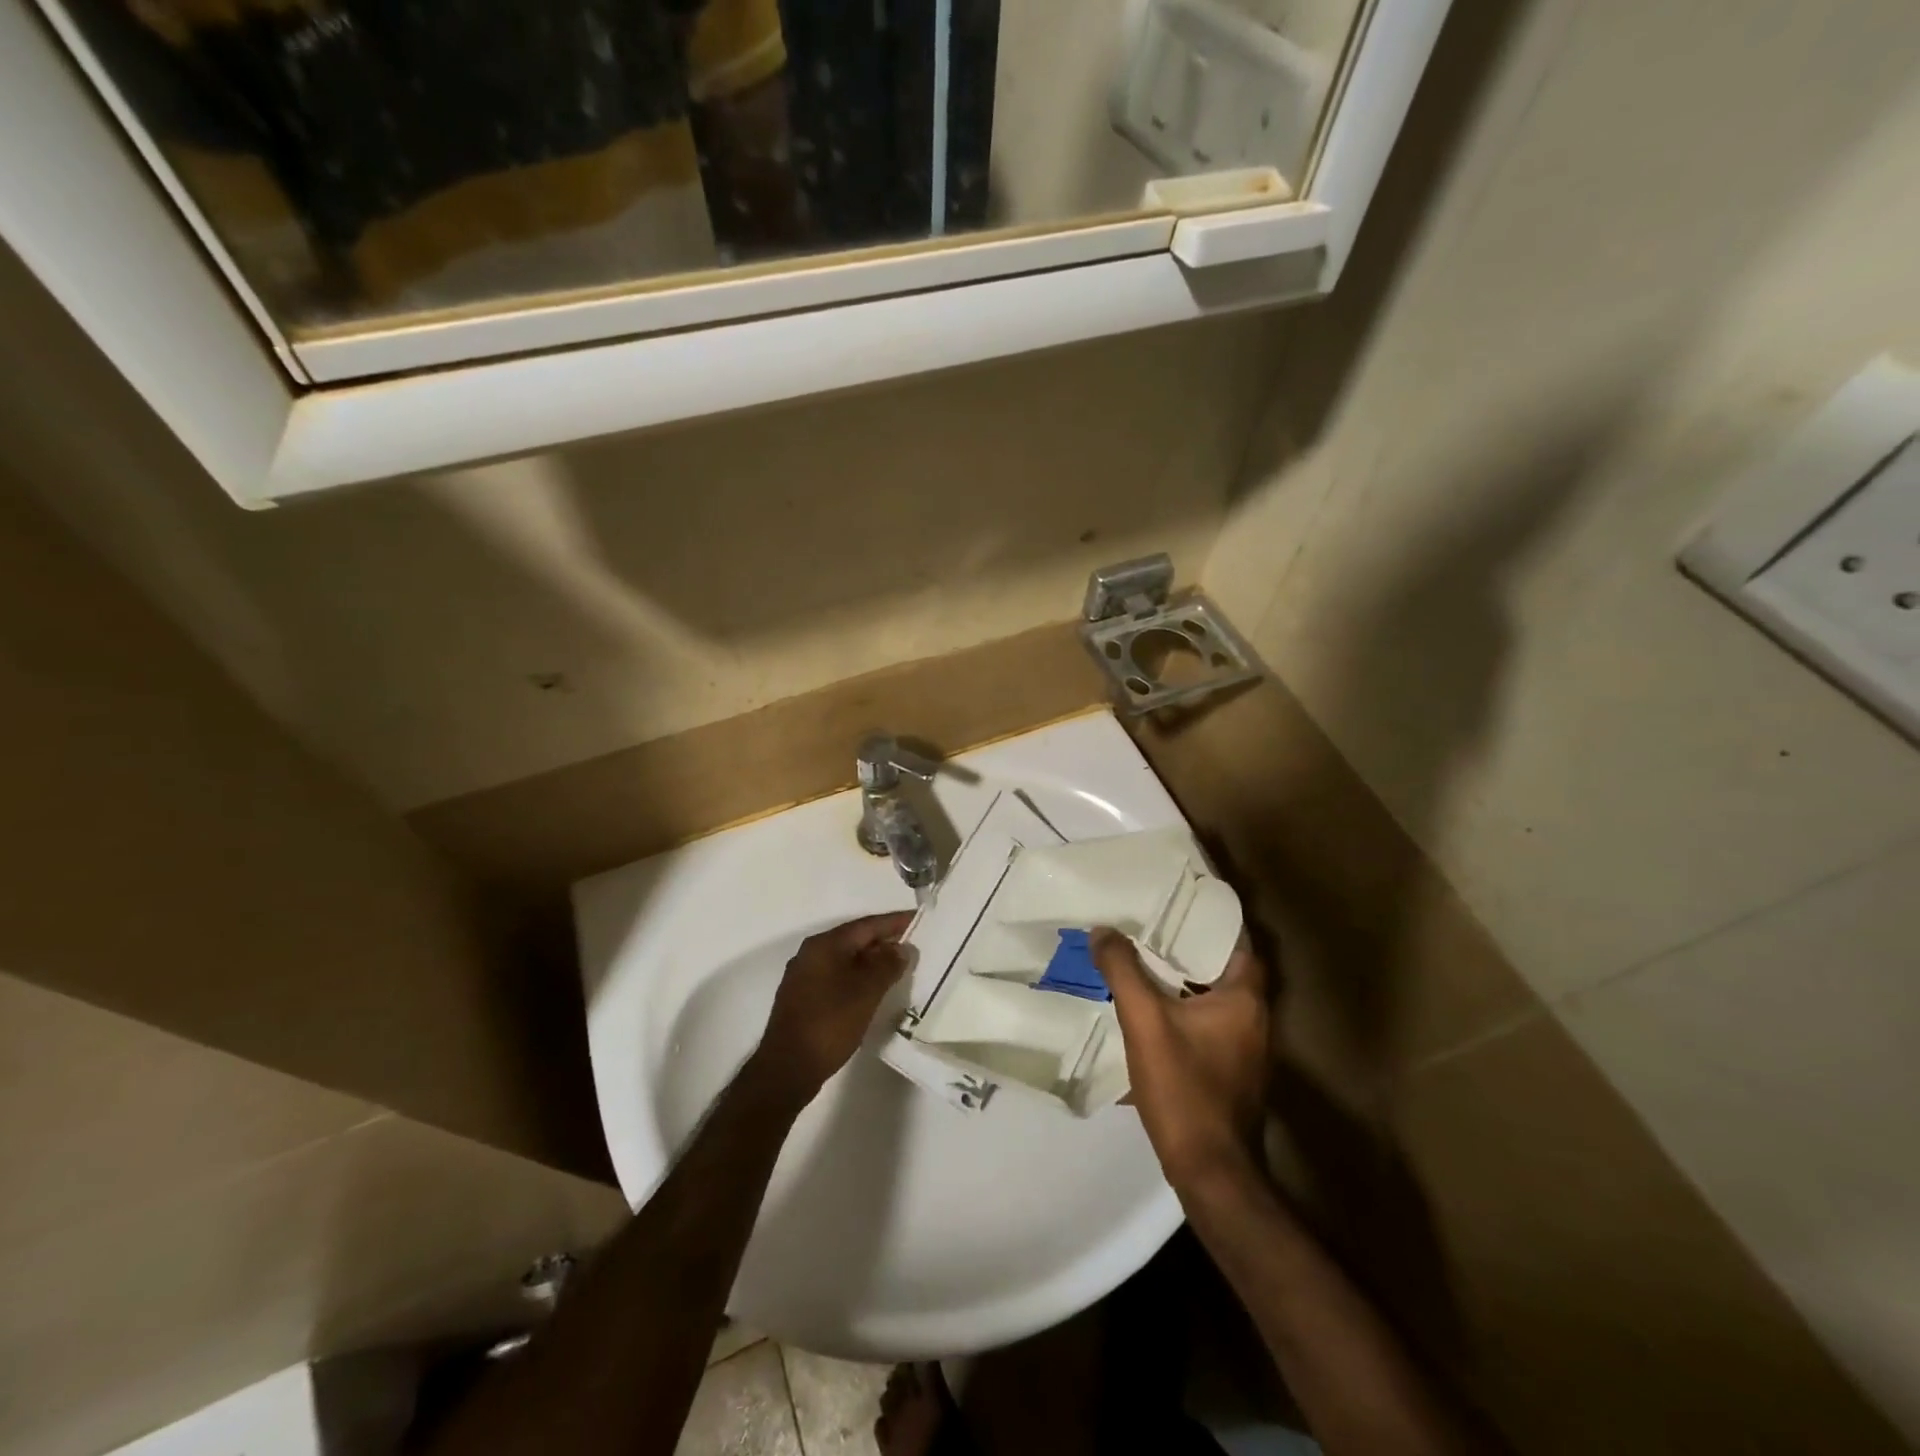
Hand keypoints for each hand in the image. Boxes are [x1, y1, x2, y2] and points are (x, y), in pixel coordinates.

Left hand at [757, 911, 914, 1098]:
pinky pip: (837, 977)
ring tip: (899, 967)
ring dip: (872, 961)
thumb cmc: (829, 1023)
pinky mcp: (803, 998)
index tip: (918, 920)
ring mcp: (804, 977)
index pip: (866, 925)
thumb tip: (901, 948)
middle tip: (913, 945)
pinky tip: (873, 990)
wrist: (787, 1069)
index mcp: (824, 945)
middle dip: (884, 941)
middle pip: (854, 939)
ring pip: (845, 960)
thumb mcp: (866, 992)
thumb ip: (887, 965)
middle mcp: (811, 954)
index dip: (894, 922)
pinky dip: (858, 978)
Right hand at [1093, 928, 1270, 1189]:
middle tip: (1150, 925)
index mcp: (1245, 998)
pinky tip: (1150, 1010)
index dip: (1211, 918)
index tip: (1178, 901)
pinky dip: (1184, 1009)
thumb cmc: (1185, 1088)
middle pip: (1223, 967)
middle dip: (1189, 945)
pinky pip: (1208, 1023)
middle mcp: (1255, 1018)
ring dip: (1184, 979)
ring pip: (1214, 997)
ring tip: (1143, 960)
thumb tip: (1103, 930)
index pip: (1237, 941)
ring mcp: (1247, 1048)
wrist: (1211, 1172)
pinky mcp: (1232, 1071)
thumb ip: (1123, 971)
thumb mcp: (1145, 1022)